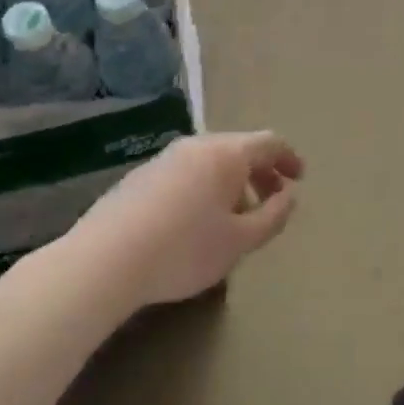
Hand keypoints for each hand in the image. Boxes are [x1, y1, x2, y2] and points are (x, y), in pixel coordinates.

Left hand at [69, 131, 303, 307]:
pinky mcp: (138, 178)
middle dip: (261, 173)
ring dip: (232, 183)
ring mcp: (163, 159)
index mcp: (226, 154)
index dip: (289, 158)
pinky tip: (195, 224)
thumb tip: (288, 196)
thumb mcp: (240, 241)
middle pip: (238, 150)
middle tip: (271, 202)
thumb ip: (273, 216)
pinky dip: (204, 189)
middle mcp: (195, 146)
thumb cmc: (184, 249)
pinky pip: (185, 174)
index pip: (269, 142)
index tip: (299, 180)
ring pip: (210, 163)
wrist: (104, 262)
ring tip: (234, 219)